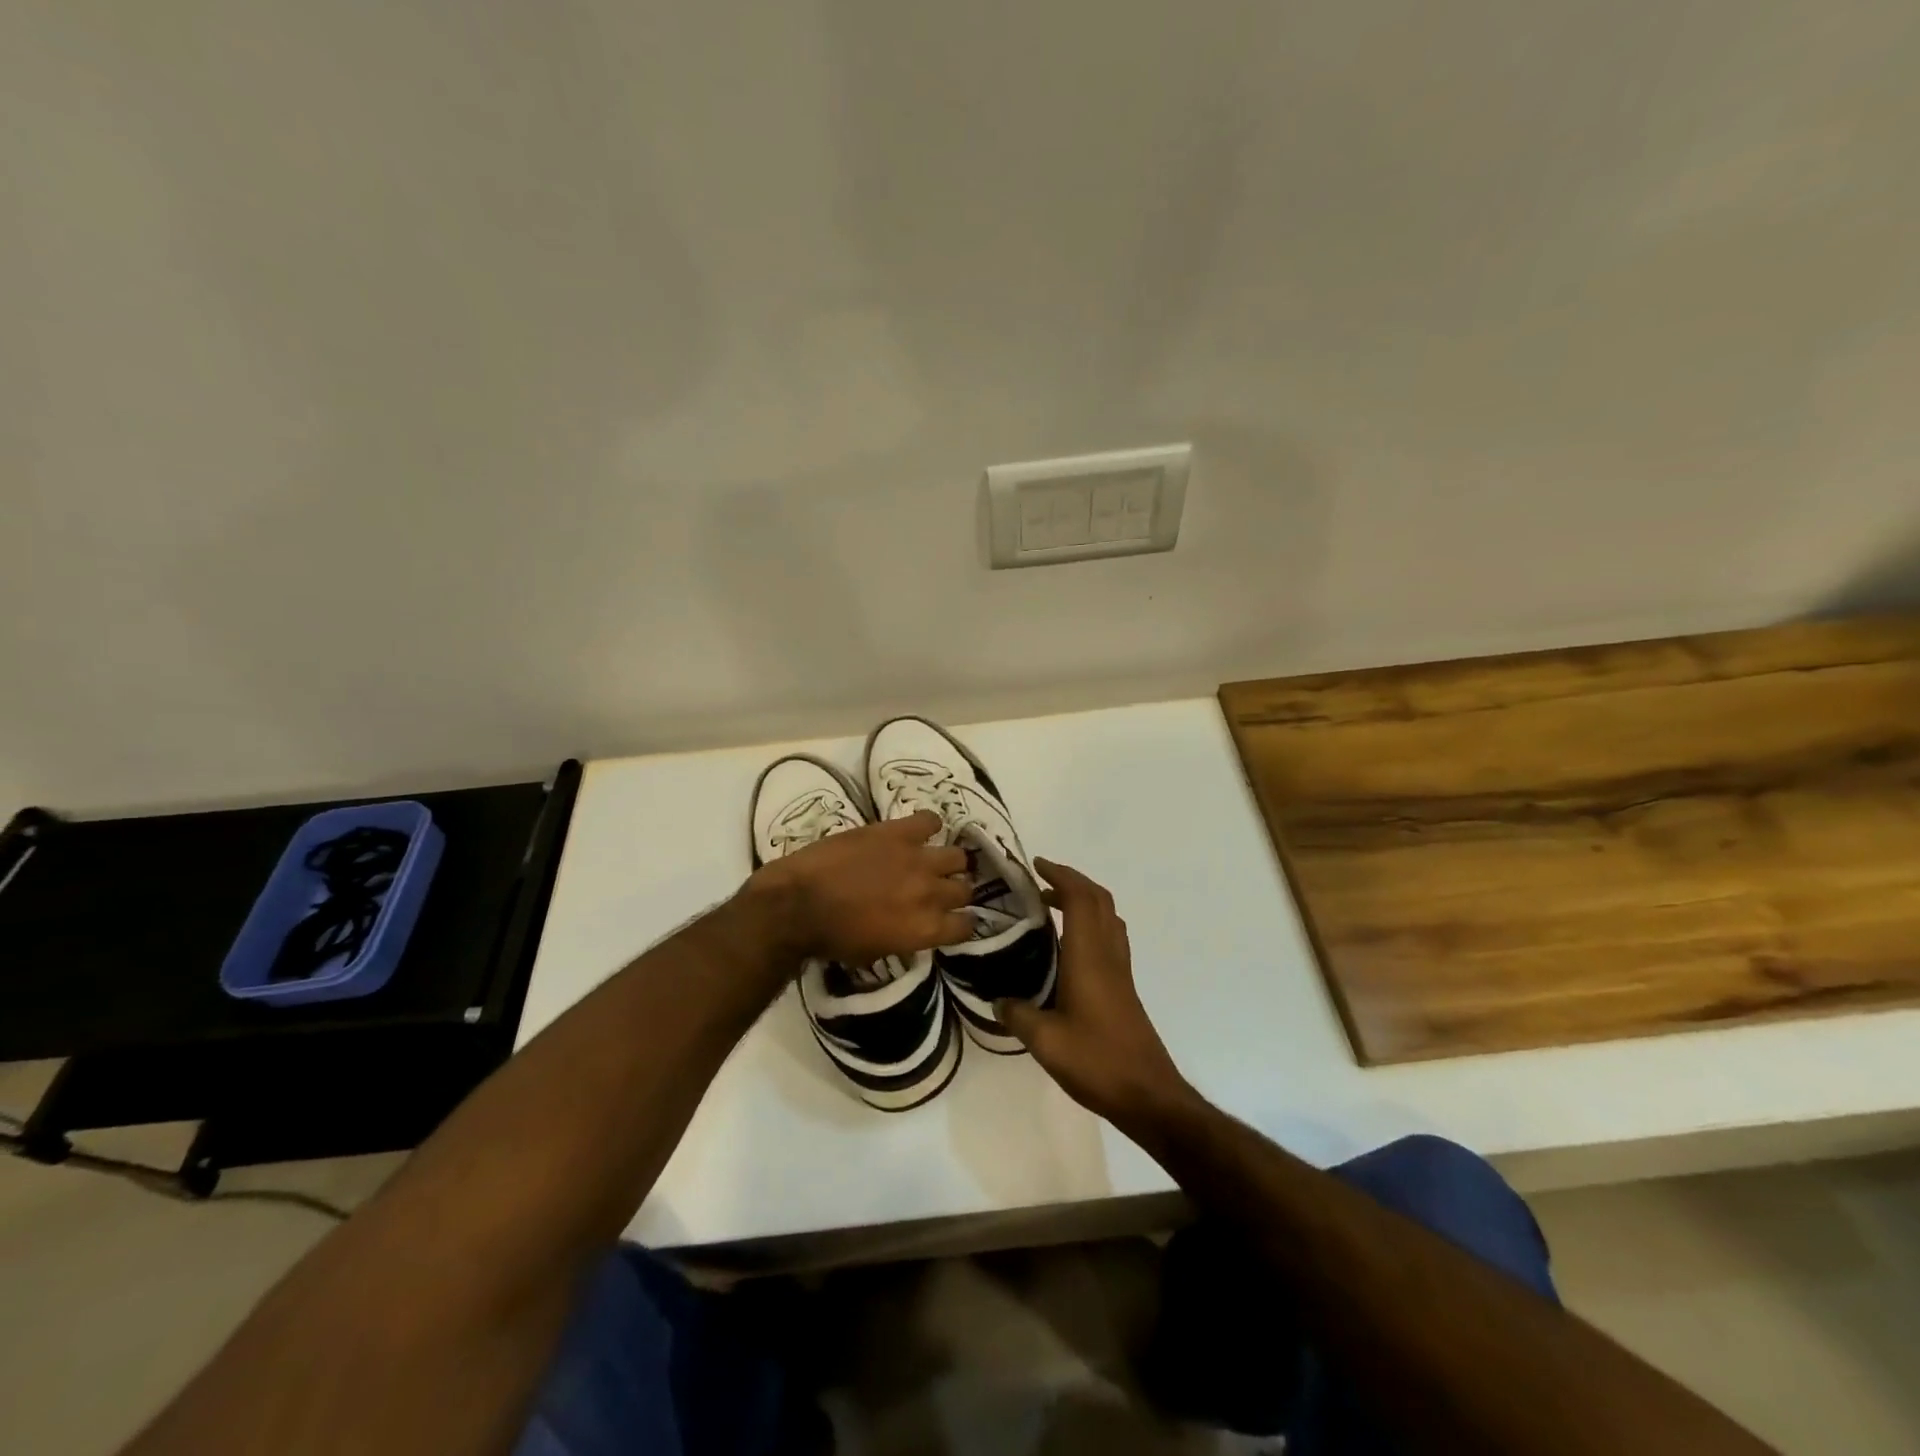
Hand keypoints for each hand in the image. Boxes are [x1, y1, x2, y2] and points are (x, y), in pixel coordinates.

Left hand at [742, 810, 973, 966]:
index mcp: (925, 929)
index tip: (952, 918)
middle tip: (936, 889)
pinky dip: (928, 826)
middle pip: (965, 889)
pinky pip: (931, 820)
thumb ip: (906, 937)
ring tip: (930, 861)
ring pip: (957, 856)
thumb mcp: (876, 951)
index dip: (962, 922)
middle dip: (954, 891)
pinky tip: (917, 833)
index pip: (967, 925)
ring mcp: (917, 859)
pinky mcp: (898, 831)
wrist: (797, 904)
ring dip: (946, 862)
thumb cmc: (831, 938)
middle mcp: (931, 893)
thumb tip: (914, 926)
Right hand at [995, 858, 1193, 1127]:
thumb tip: (998, 999)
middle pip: (1099, 900)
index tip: (1036, 865)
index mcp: (1089, 956)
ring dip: (1083, 901)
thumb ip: (1018, 1014)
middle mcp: (1108, 954)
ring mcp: (1120, 970)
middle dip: (1071, 881)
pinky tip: (1070, 946)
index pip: (1081, 898)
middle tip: (1040, 882)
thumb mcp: (1045, 1042)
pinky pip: (1110, 937)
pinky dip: (1090, 923)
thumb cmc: (1097, 1061)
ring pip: (1108, 917)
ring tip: (1051, 907)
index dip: (1061, 875)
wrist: (1148, 1095)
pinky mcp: (1124, 987)